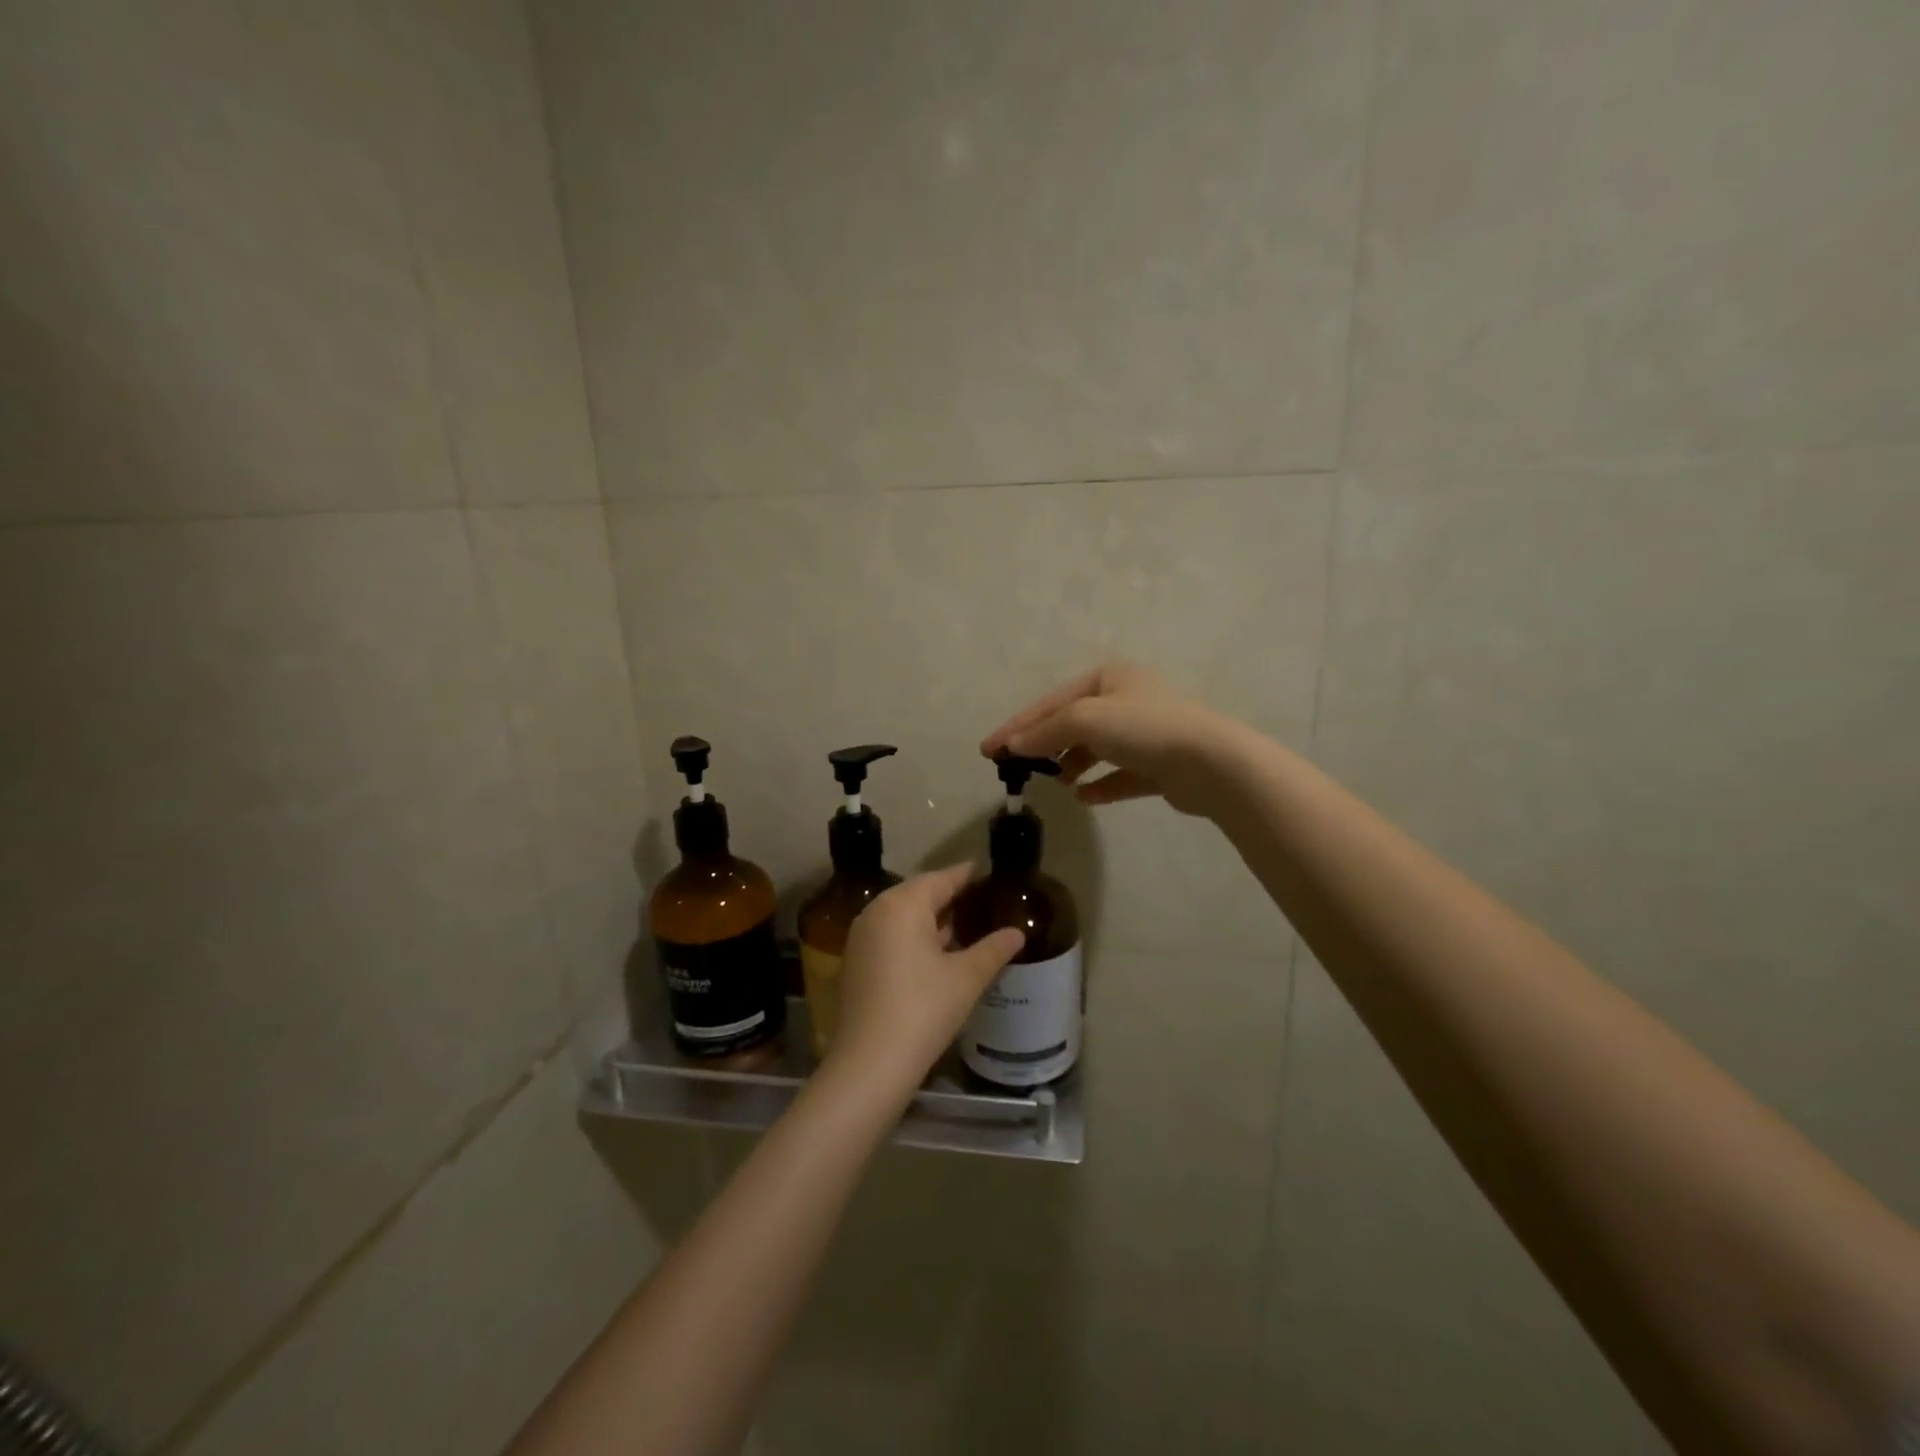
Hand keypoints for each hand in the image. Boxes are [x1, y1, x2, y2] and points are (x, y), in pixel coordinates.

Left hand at [824, 865, 1025, 1101]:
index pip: (940, 879)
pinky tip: (932, 951)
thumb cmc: (923, 1010)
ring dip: (928, 916)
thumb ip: (993, 949)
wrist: (870, 1063)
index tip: (983, 869)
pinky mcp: (854, 961)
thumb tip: (1017, 932)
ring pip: (901, 914)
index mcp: (903, 905)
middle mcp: (876, 911)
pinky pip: (888, 933)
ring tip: (960, 923)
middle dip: (946, 894)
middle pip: (917, 893)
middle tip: (977, 897)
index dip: (964, 874)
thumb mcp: (966, 978)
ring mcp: (860, 936)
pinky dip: (911, 934)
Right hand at [979, 662, 1241, 817]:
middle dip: (1045, 746)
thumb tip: (1014, 745)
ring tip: (1058, 785)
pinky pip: (1121, 775)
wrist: (1211, 762)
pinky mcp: (1160, 765)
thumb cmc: (1143, 728)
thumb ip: (1046, 730)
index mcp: (1109, 678)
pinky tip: (1085, 798)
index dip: (1017, 725)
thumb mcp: (1085, 718)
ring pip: (1097, 749)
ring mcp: (1146, 733)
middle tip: (1018, 769)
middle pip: (1073, 723)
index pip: (1051, 701)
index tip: (987, 750)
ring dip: (1074, 765)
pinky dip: (1101, 785)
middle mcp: (1128, 700)